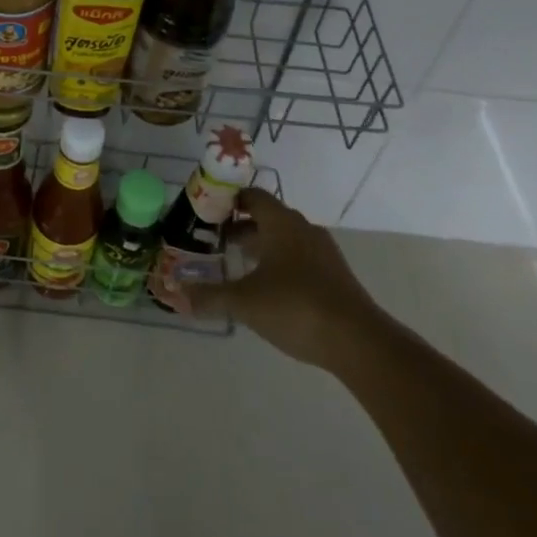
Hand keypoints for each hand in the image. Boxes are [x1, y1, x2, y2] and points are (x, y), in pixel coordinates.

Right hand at [185, 188, 378, 371]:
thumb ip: (210, 297)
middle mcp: (303, 229)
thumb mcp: (245, 302)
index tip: (208, 212)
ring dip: (262, 246)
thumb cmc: (296, 306)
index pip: (252, 196)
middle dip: (242, 226)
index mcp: (281, 222)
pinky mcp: (336, 276)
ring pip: (286, 238)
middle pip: (268, 216)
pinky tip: (269, 290)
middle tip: (217, 241)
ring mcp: (323, 252)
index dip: (229, 200)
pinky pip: (301, 258)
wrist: (359, 341)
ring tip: (239, 265)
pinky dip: (281, 264)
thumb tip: (177, 294)